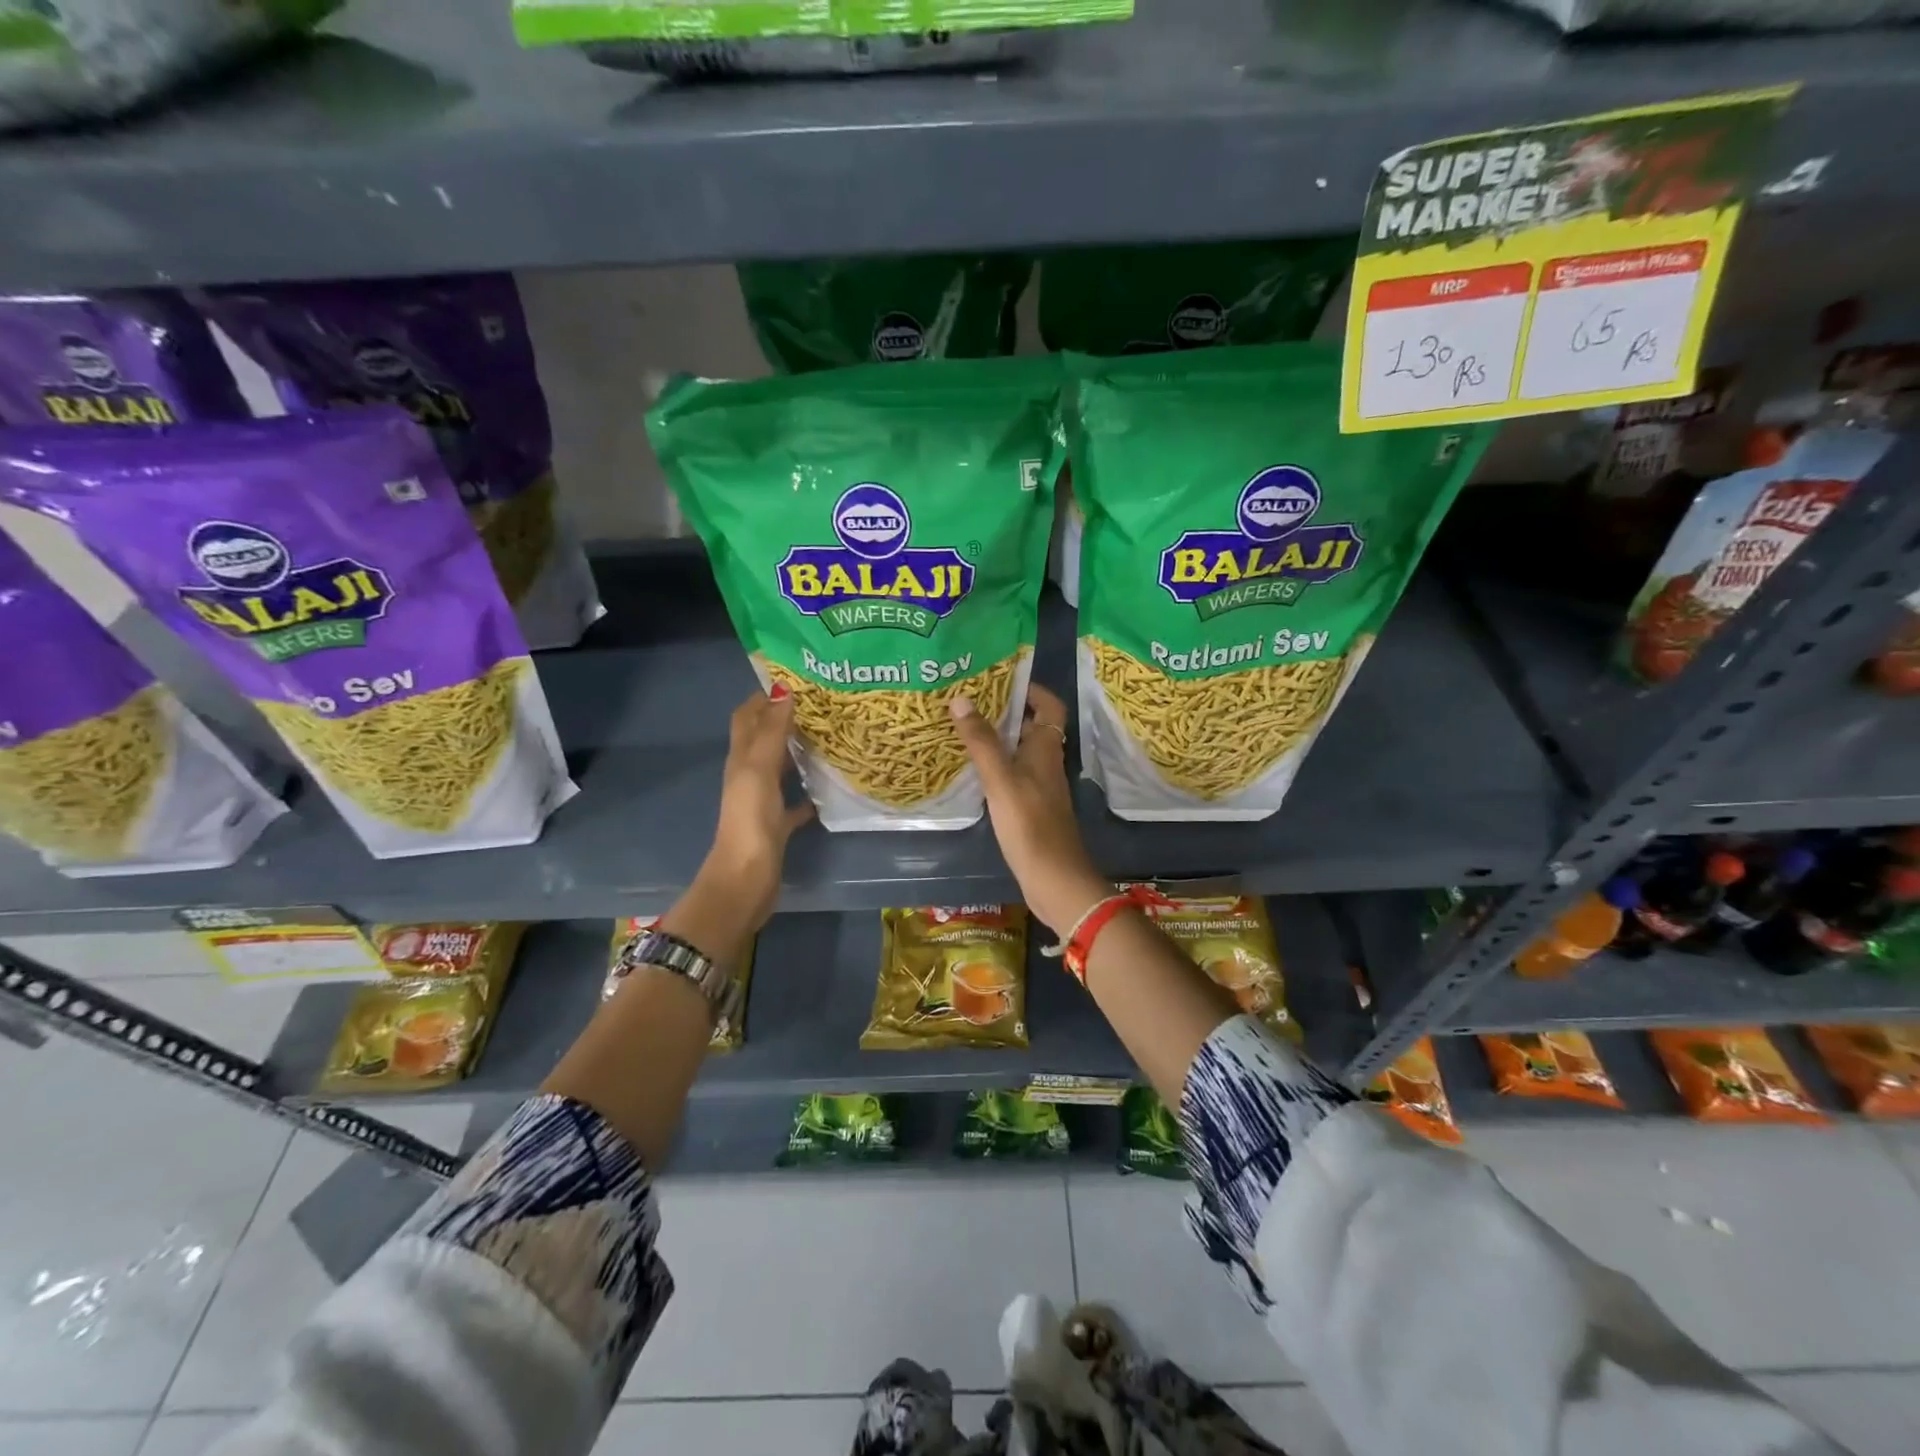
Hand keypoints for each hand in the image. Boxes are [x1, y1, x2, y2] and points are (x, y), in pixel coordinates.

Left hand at [701, 685, 814, 931]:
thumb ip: (772, 731)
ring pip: (780, 767)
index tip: (797, 680)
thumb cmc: (751, 820)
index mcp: (741, 759)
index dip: (764, 696)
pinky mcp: (777, 826)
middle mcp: (749, 775)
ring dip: (799, 751)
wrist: (746, 879)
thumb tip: (784, 688)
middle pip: (765, 738)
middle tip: (822, 704)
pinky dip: (809, 792)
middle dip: (786, 718)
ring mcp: (762, 802)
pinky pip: (794, 802)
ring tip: (831, 736)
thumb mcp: (759, 770)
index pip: (747, 716)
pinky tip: (830, 787)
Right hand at [949, 682, 1109, 935]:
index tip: (1000, 679)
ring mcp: (1039, 787)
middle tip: (968, 701)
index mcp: (1046, 749)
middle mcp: (1046, 763)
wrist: (1054, 880)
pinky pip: (1012, 775)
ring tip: (962, 728)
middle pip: (1031, 726)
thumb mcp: (1001, 779)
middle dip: (1005, 711)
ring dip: (996, 738)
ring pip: (1019, 752)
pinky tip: (969, 770)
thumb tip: (962, 699)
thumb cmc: (1030, 825)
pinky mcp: (1029, 808)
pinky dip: (994, 766)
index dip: (1031, 690)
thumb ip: (982, 742)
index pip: (1049, 706)